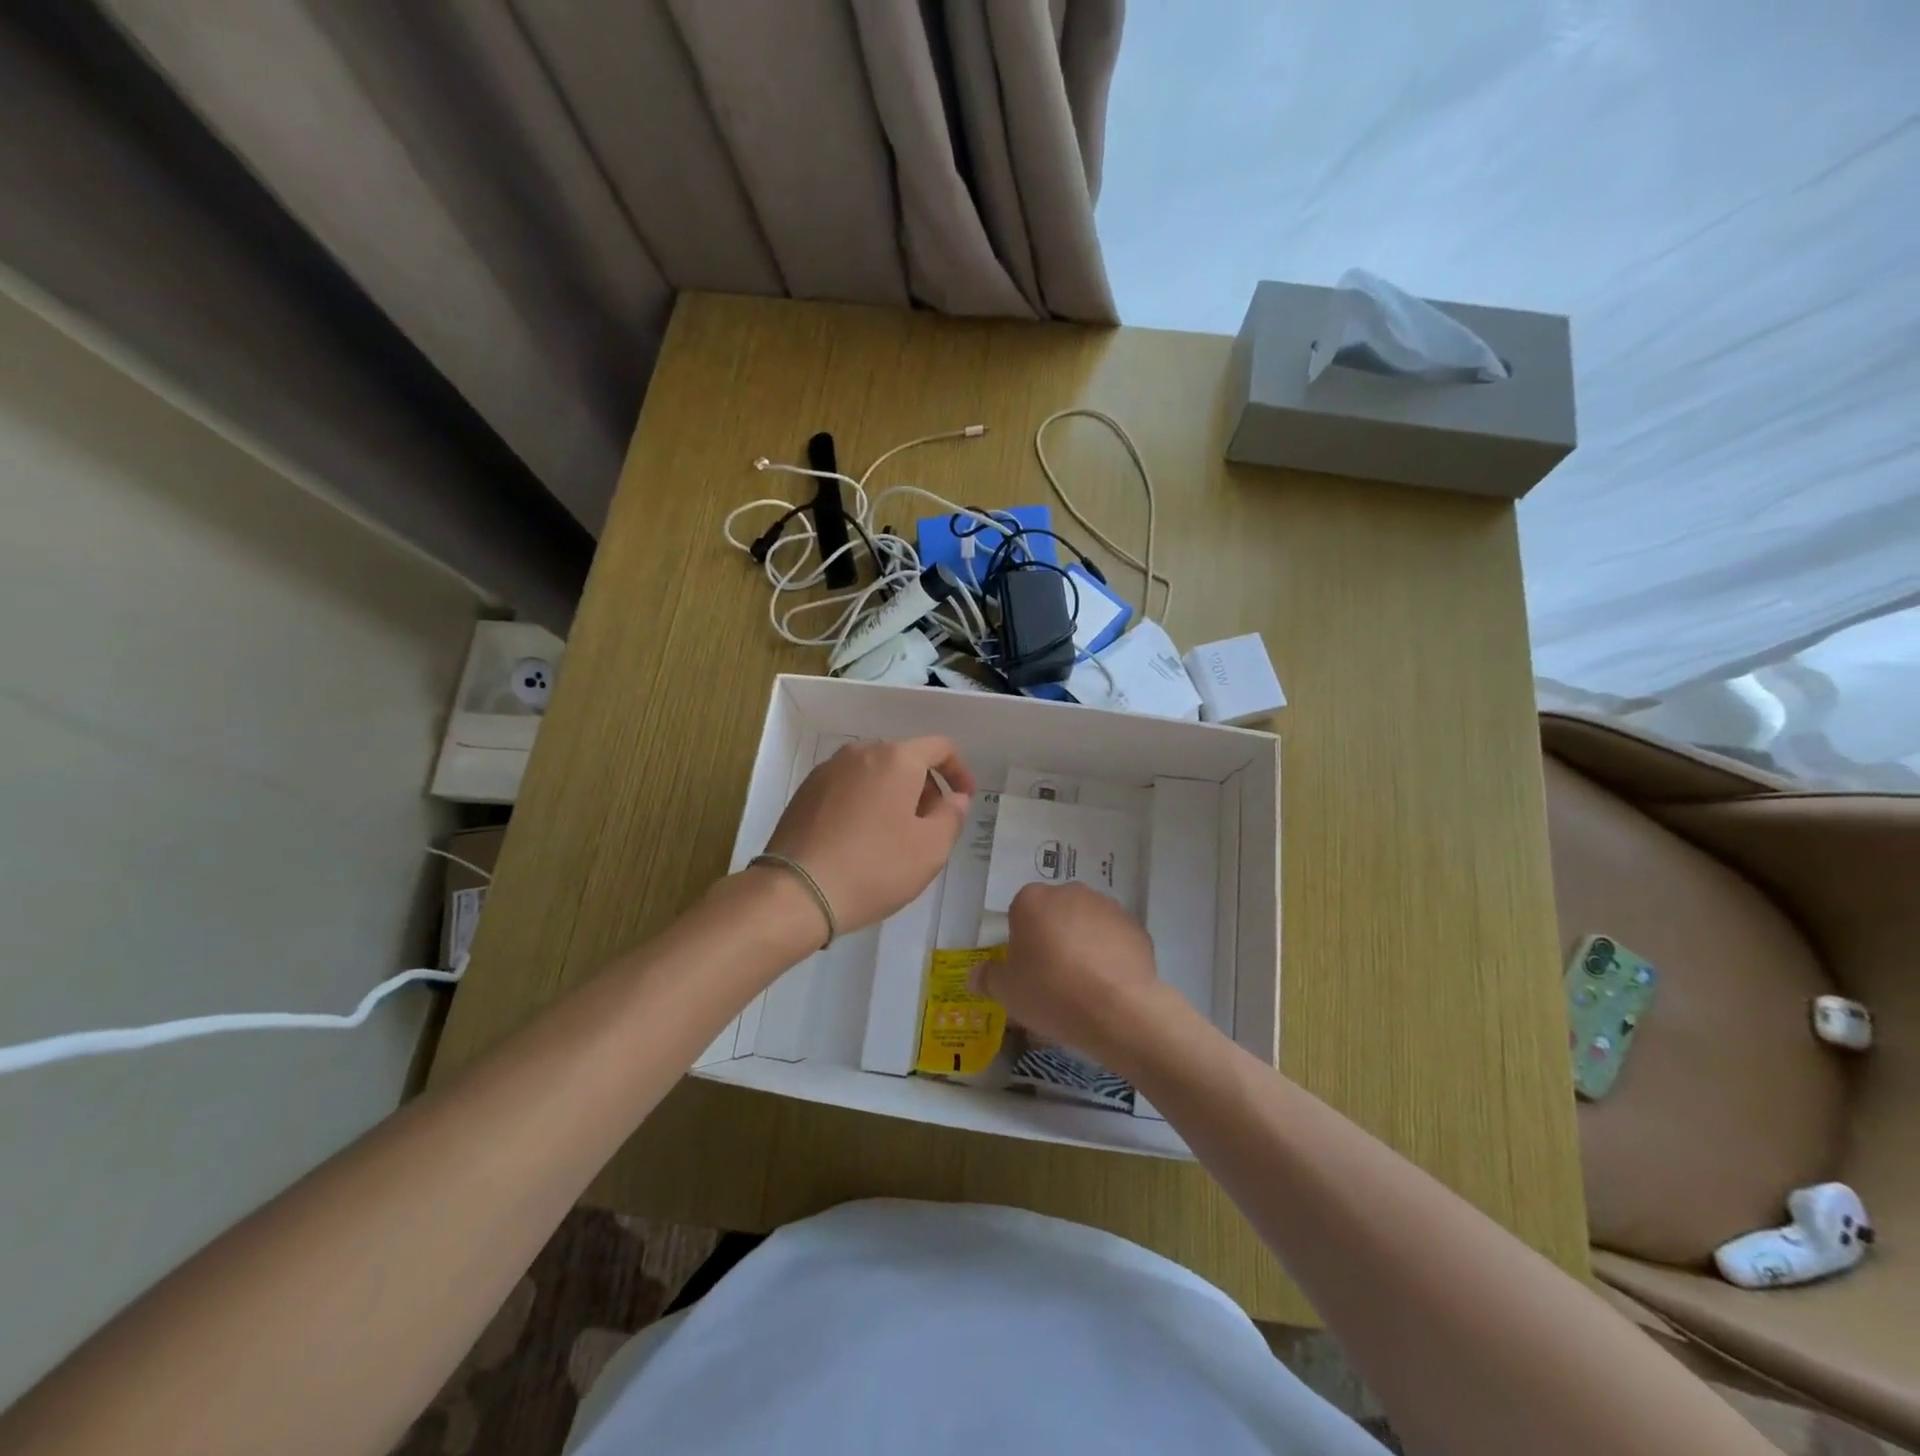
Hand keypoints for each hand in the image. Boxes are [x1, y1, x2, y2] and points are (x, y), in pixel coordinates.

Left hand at [761, 737, 975, 933]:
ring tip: (895, 836)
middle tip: (930, 825)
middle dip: (925, 786)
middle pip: (904, 759)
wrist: (797, 892)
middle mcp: (860, 753)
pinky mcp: (805, 792)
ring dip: (893, 795)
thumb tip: (955, 797)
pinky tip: (861, 839)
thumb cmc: (875, 867)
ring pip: (874, 773)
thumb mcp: (930, 848)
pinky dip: (864, 802)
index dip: (959, 771)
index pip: (939, 747)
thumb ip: (952, 816)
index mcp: (896, 759)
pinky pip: (848, 787)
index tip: (964, 799)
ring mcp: (827, 771)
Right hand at [974, 882, 1172, 1069]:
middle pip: (1054, 913)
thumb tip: (976, 974)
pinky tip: (1109, 984)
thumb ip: (988, 978)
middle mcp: (1069, 892)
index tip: (1026, 969)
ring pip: (1086, 922)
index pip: (1020, 912)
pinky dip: (1110, 954)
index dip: (1022, 941)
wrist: (1118, 1009)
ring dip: (1083, 943)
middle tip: (1053, 976)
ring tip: (1085, 984)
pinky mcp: (1135, 926)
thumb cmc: (1051, 993)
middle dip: (1053, 937)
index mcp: (1032, 900)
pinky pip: (1114, 938)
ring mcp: (1107, 906)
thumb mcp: (1007, 992)